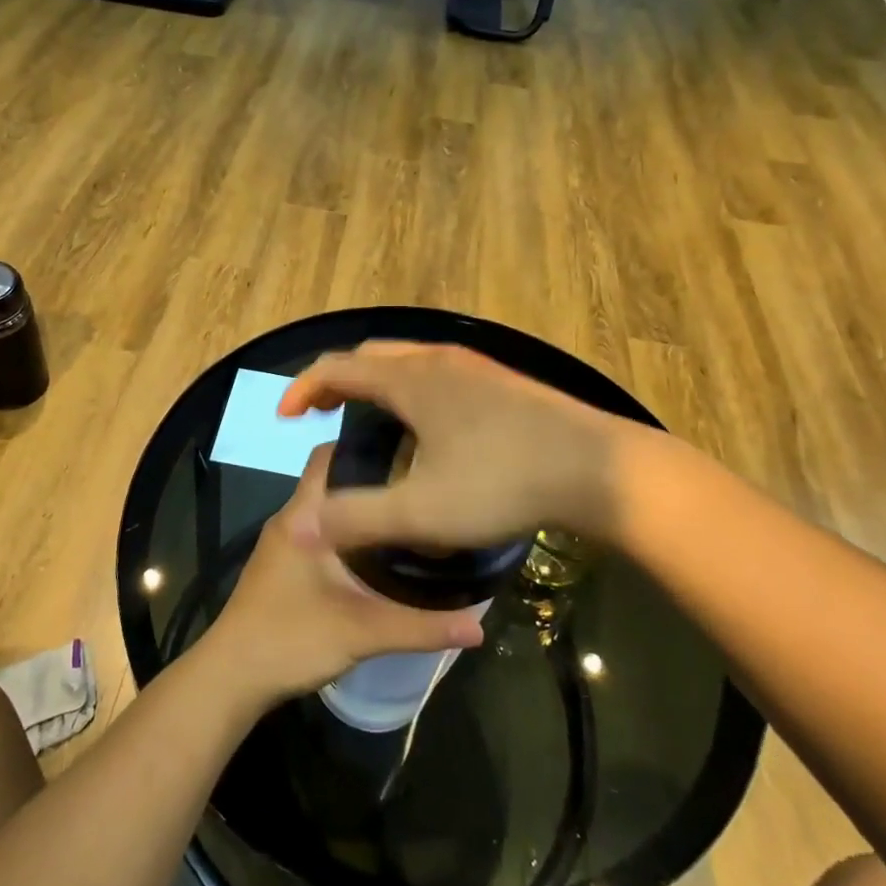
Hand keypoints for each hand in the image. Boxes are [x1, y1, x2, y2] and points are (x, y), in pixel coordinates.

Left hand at [202, 447, 484, 706]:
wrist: (231, 679)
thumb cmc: (290, 640)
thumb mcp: (362, 632)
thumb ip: (421, 627)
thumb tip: (480, 626)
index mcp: (303, 516)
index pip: (330, 456)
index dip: (366, 445)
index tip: (409, 448)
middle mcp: (291, 519)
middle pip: (332, 480)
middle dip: (372, 477)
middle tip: (420, 482)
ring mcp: (284, 543)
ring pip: (327, 508)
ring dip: (360, 508)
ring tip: (408, 511)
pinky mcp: (283, 566)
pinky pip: (320, 531)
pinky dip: (348, 532)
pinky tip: (379, 552)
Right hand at [278, 342, 641, 554]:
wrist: (601, 468)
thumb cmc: (503, 482)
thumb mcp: (422, 512)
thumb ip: (356, 518)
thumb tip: (300, 528)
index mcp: (410, 379)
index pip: (336, 367)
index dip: (301, 389)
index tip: (284, 419)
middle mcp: (438, 359)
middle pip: (370, 357)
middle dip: (337, 382)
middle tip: (321, 416)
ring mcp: (474, 366)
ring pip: (407, 362)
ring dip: (376, 385)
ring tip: (370, 424)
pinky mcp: (502, 381)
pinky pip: (437, 373)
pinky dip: (410, 390)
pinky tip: (427, 430)